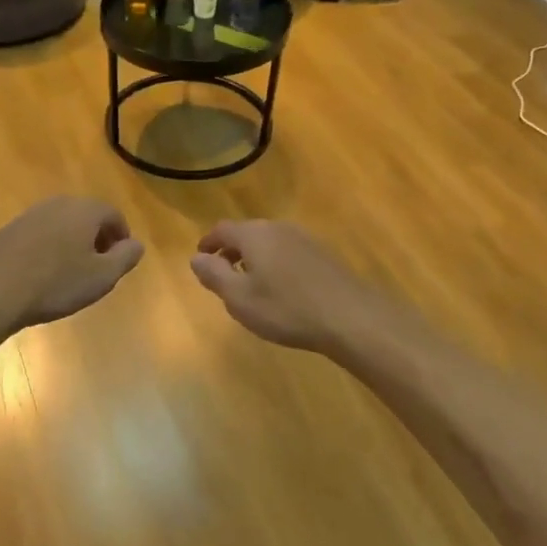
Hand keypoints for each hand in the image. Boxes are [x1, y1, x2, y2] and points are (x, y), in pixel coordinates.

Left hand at [0, 197, 144, 331]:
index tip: (120, 260)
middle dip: (97, 238)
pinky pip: (40, 234)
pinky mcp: (9, 230)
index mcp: (84, 210)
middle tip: (98, 266)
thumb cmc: (56, 284)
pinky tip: (43, 273)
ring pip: (62, 224)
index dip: (121, 237)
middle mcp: (58, 204)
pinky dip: (49, 247)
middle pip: (87, 216)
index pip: (113, 215)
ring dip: (72, 242)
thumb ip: (126, 257)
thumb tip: (136, 244)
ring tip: (71, 271)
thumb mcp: (102, 277)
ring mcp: (30, 214)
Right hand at [190, 220, 389, 353]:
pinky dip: (275, 263)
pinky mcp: (323, 254)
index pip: (222, 229)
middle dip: (231, 250)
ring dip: (255, 257)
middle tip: (223, 273)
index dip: (208, 243)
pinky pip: (288, 252)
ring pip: (269, 242)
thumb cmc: (286, 308)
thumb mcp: (239, 298)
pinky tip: (281, 288)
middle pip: (247, 233)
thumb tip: (196, 258)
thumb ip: (214, 275)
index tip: (201, 258)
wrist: (350, 317)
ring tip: (250, 283)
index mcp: (254, 235)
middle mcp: (279, 228)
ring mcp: (305, 239)